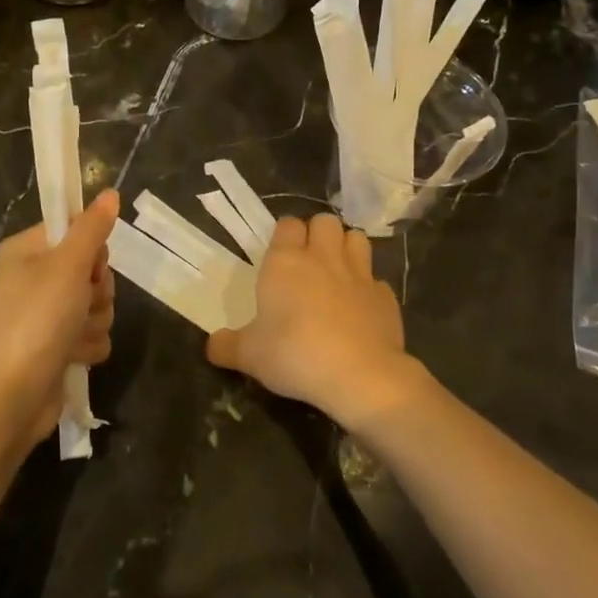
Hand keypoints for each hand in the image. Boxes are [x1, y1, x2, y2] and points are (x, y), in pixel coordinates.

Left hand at [0, 189, 119, 452]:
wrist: (10, 398)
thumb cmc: (36, 321)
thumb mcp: (68, 266)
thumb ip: (92, 229)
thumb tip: (110, 193)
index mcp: (25, 251)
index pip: (73, 230)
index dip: (91, 248)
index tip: (91, 265)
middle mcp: (32, 279)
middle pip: (89, 269)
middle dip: (96, 290)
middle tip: (81, 303)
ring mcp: (42, 316)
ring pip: (95, 304)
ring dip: (94, 321)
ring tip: (74, 337)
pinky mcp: (54, 347)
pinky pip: (90, 334)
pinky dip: (87, 346)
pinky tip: (73, 358)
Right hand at [207, 213, 424, 432]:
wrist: (360, 376)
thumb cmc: (295, 354)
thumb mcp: (249, 356)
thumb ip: (227, 346)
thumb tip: (211, 345)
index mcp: (285, 262)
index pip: (287, 224)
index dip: (284, 235)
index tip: (279, 255)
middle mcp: (323, 258)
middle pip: (325, 221)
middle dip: (318, 233)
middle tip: (308, 260)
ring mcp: (359, 274)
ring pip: (357, 238)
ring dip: (347, 248)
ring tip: (337, 272)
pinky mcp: (386, 296)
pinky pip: (376, 280)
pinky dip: (368, 288)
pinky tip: (360, 308)